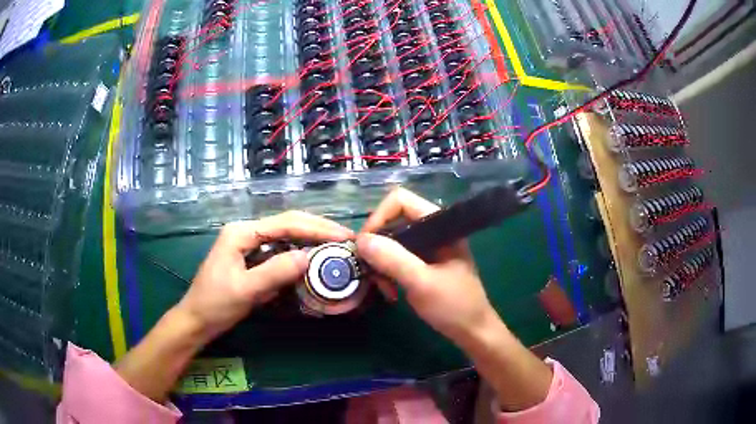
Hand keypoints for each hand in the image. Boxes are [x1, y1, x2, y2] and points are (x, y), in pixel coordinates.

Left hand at [177, 211, 353, 340]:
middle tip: (346, 239)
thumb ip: (275, 271)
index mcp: (242, 232)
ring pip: (286, 236)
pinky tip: (313, 260)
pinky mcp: (252, 258)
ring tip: (336, 247)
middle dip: (318, 230)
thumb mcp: (245, 290)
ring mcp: (248, 244)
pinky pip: (280, 251)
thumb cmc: (215, 304)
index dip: (317, 228)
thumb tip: (309, 257)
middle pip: (288, 224)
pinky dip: (299, 254)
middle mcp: (246, 232)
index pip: (286, 223)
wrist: (197, 320)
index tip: (344, 236)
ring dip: (310, 240)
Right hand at [356, 189, 553, 410]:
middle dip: (377, 245)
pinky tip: (391, 292)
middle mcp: (432, 230)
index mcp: (439, 225)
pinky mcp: (423, 262)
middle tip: (372, 272)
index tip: (365, 246)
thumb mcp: (422, 283)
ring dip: (381, 262)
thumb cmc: (454, 306)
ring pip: (391, 241)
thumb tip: (361, 240)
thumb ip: (393, 259)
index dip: (379, 217)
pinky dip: (388, 272)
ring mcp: (428, 247)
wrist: (473, 331)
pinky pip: (396, 257)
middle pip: (392, 220)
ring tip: (384, 288)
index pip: (400, 200)